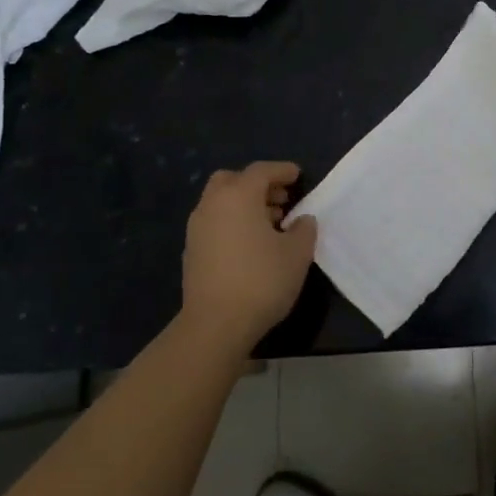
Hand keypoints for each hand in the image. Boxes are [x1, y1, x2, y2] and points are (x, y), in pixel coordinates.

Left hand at [181, 161, 316, 353]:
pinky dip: (231, 222)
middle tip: (280, 199)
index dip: (282, 170)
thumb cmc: (261, 280)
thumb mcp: (297, 254)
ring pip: (220, 202)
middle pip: (233, 180)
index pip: (261, 171)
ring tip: (270, 224)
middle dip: (257, 184)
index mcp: (238, 196)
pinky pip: (214, 223)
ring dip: (244, 204)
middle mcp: (212, 204)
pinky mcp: (191, 251)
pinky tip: (250, 245)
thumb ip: (304, 229)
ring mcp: (197, 228)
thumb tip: (302, 220)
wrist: (215, 325)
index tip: (298, 175)